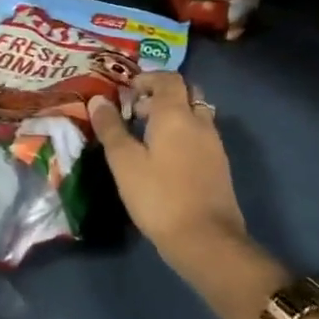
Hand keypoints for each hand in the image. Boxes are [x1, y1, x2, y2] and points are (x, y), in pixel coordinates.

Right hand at [88, 72, 245, 265]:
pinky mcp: (220, 166)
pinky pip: (201, 136)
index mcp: (176, 114)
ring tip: (149, 137)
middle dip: (162, 95)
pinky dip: (184, 134)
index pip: (169, 79)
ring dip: (175, 116)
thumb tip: (98, 101)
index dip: (148, 79)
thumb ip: (111, 129)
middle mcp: (200, 122)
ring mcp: (214, 144)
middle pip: (186, 93)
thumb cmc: (159, 196)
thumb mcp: (125, 163)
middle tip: (138, 112)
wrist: (206, 240)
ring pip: (196, 115)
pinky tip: (166, 159)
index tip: (128, 92)